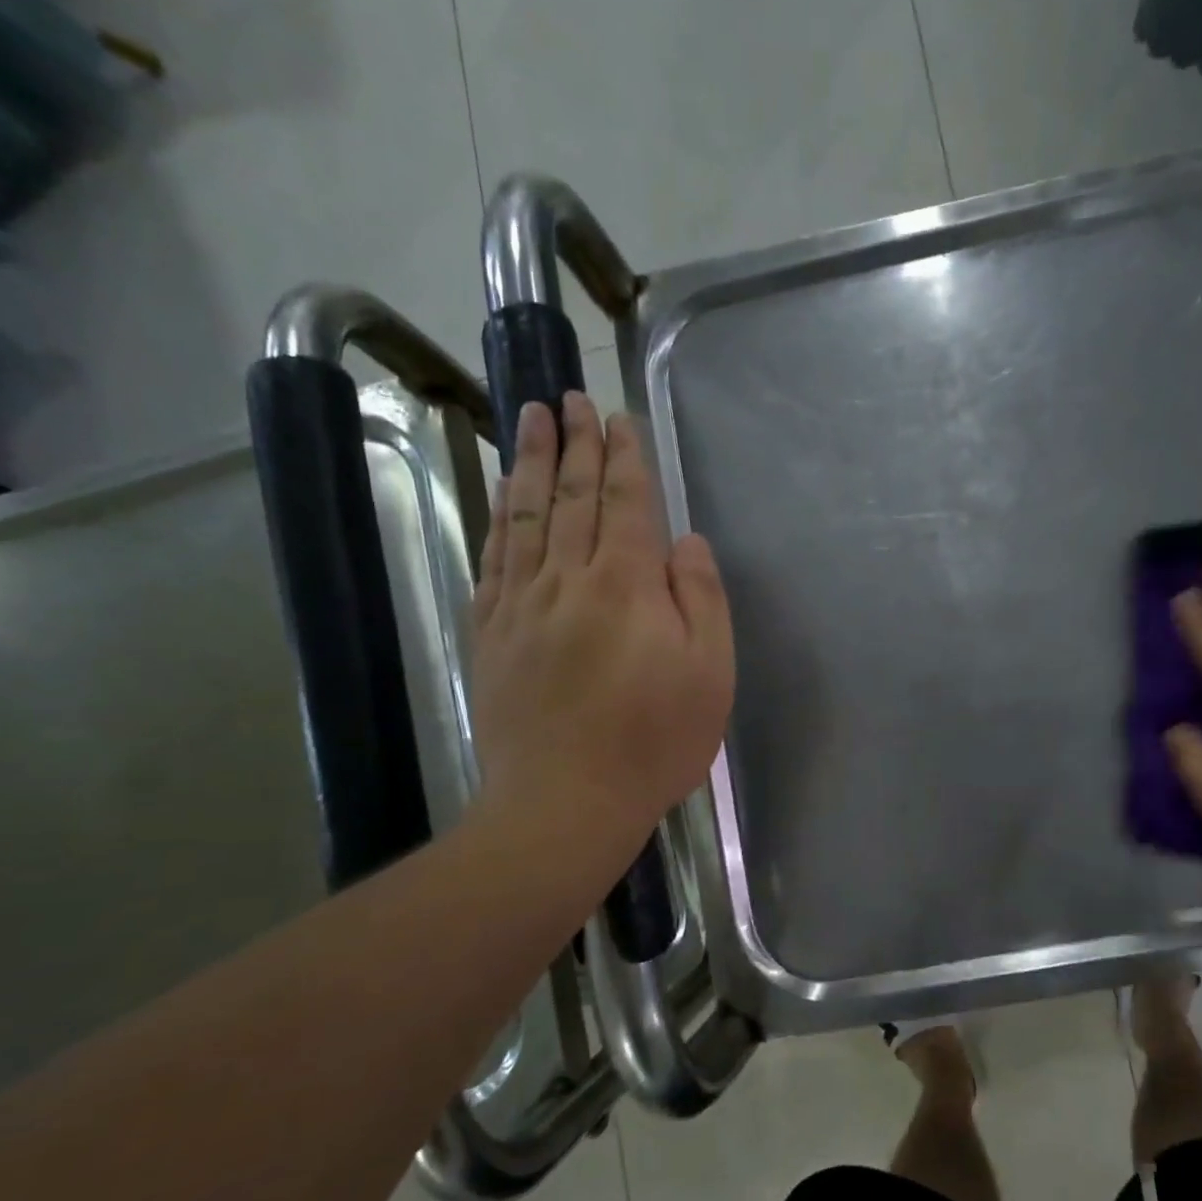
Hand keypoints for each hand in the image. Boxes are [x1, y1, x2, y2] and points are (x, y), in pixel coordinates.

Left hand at [469, 396, 733, 848]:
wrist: (566, 802)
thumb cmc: (654, 741)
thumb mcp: (710, 673)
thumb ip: (701, 599)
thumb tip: (685, 542)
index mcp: (625, 585)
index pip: (624, 503)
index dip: (624, 457)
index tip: (619, 418)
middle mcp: (566, 579)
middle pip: (571, 497)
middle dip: (576, 444)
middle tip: (572, 398)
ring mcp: (521, 606)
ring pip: (525, 517)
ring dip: (531, 464)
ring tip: (531, 419)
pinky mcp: (492, 635)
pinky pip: (494, 560)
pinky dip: (499, 520)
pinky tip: (502, 498)